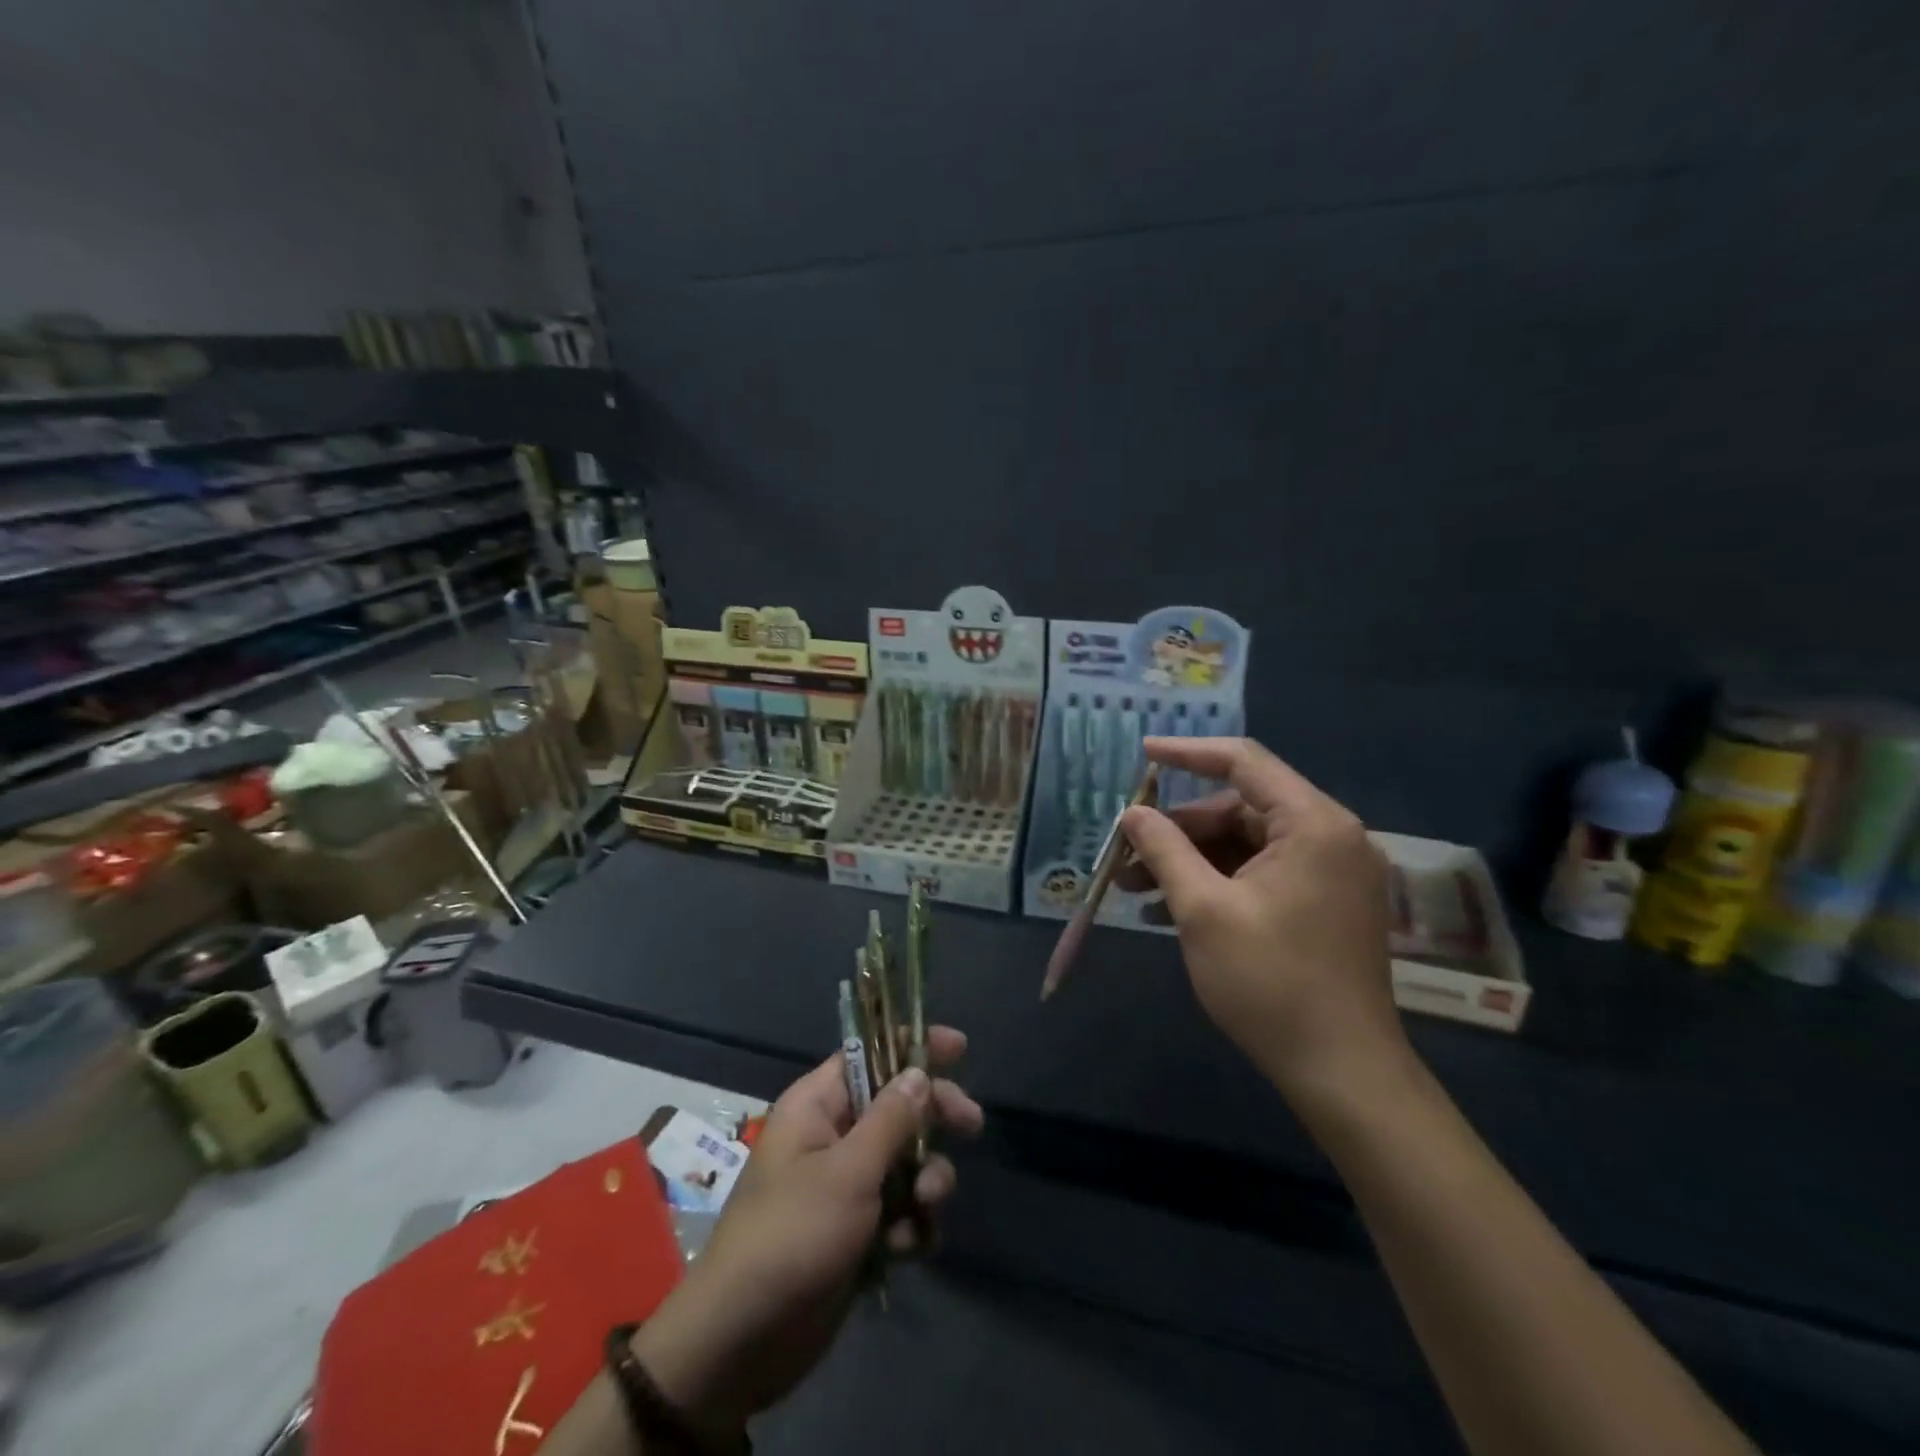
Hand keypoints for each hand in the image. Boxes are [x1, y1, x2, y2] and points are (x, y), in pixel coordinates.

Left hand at [631, 1027, 983, 1439]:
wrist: (743, 1342)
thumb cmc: (792, 1236)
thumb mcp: (848, 1172)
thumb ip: (890, 1120)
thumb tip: (918, 1072)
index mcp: (817, 1106)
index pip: (869, 1055)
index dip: (911, 1046)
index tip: (959, 1047)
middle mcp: (831, 1136)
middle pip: (896, 1106)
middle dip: (933, 1117)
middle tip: (972, 1125)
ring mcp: (844, 1185)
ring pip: (905, 1161)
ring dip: (925, 1180)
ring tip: (925, 1206)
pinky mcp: (855, 1230)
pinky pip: (899, 1210)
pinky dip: (911, 1224)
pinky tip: (908, 1248)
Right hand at [1117, 737, 1407, 1103]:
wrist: (1342, 1072)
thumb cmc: (1270, 982)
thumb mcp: (1203, 909)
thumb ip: (1165, 850)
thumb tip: (1132, 814)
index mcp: (1312, 824)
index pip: (1244, 762)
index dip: (1187, 753)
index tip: (1141, 754)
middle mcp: (1330, 836)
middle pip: (1240, 808)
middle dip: (1179, 829)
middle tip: (1127, 852)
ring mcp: (1331, 872)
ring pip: (1246, 844)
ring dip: (1191, 860)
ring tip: (1136, 887)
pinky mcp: (1325, 903)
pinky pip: (1261, 874)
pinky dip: (1217, 882)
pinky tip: (1171, 908)